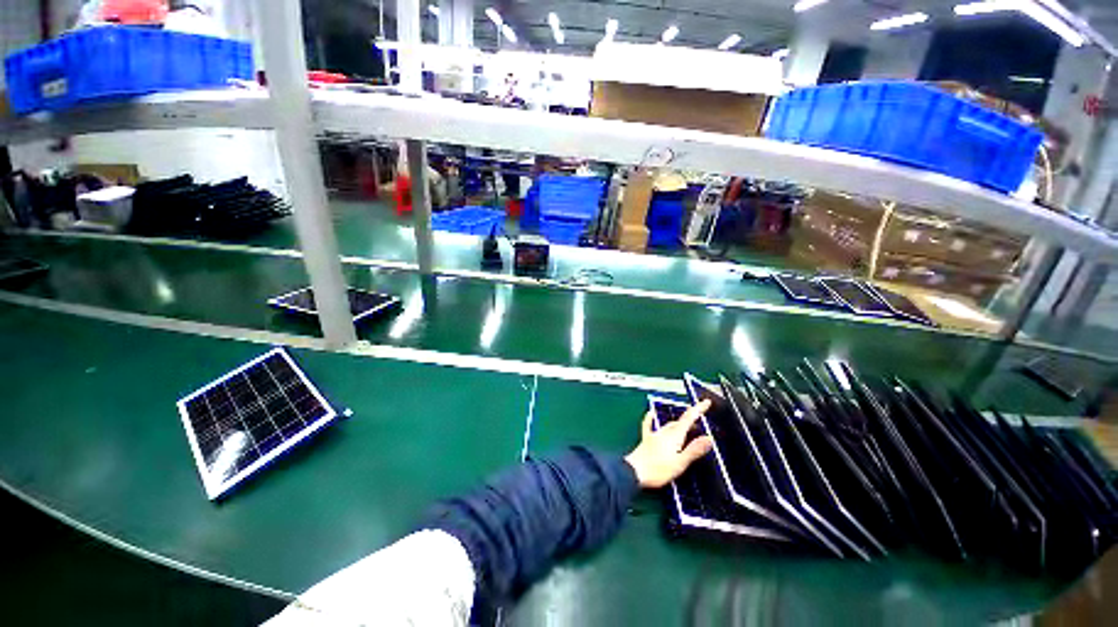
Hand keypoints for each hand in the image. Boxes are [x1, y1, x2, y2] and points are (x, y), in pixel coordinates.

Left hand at [625, 399, 714, 488]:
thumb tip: (709, 438)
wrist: (633, 472)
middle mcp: (664, 432)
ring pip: (669, 425)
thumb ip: (694, 450)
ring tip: (688, 426)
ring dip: (679, 424)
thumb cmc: (658, 470)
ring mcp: (654, 435)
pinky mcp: (646, 440)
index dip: (698, 409)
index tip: (706, 402)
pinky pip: (649, 425)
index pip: (688, 418)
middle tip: (701, 422)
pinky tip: (650, 413)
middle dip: (691, 420)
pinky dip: (651, 418)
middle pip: (680, 422)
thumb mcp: (680, 463)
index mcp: (674, 436)